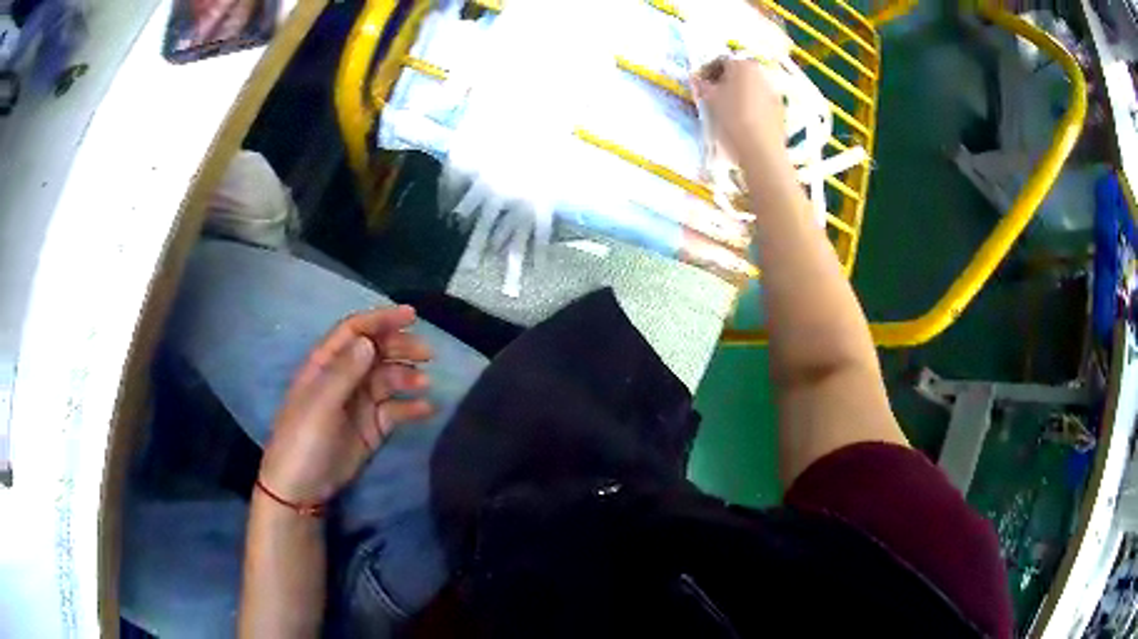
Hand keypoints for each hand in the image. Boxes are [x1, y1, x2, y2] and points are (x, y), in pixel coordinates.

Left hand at [258, 306, 434, 505]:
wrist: (301, 490)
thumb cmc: (302, 441)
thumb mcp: (319, 404)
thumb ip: (344, 373)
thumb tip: (368, 341)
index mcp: (324, 365)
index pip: (354, 331)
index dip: (381, 320)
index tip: (412, 315)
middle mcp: (344, 378)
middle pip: (376, 352)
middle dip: (401, 347)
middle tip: (427, 353)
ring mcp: (359, 404)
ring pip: (389, 379)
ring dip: (408, 376)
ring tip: (425, 384)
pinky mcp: (372, 428)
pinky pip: (396, 410)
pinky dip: (412, 407)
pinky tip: (427, 408)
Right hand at [692, 57, 787, 168]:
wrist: (760, 148)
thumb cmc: (732, 117)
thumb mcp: (710, 99)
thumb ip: (702, 86)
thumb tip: (696, 79)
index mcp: (741, 65)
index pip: (719, 61)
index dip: (706, 72)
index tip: (699, 85)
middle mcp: (760, 72)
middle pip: (737, 73)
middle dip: (724, 81)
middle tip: (712, 96)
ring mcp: (772, 90)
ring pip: (749, 87)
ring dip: (738, 93)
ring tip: (727, 109)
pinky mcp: (779, 108)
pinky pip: (759, 100)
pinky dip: (750, 104)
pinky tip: (743, 119)